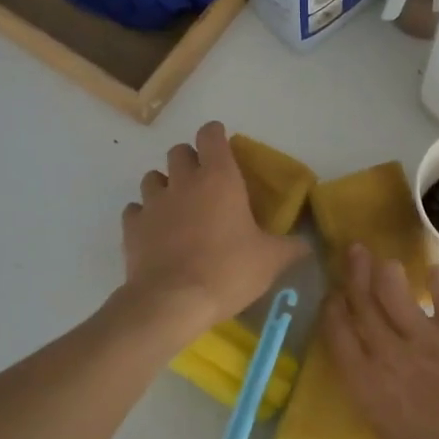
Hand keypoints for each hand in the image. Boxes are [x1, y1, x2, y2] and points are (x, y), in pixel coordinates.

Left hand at [119, 122, 307, 343]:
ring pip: (152, 177)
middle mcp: (183, 182)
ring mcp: (153, 203)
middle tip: (204, 181)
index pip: (211, 135)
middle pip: (178, 151)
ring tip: (178, 205)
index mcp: (219, 179)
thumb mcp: (271, 261)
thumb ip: (291, 247)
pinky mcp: (131, 228)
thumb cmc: (227, 271)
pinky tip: (155, 231)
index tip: (223, 145)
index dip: (216, 135)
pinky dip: (144, 215)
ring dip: (165, 184)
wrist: (171, 303)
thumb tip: (308, 244)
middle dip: (190, 159)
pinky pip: (135, 210)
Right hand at [323, 244, 438, 438]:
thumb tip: (387, 384)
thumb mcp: (393, 438)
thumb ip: (384, 402)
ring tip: (386, 260)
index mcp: (365, 388)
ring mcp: (425, 340)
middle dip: (355, 274)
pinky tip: (436, 271)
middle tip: (355, 252)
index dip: (333, 309)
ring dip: (387, 270)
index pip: (337, 334)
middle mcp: (387, 355)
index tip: (334, 294)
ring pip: (394, 289)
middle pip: (362, 303)